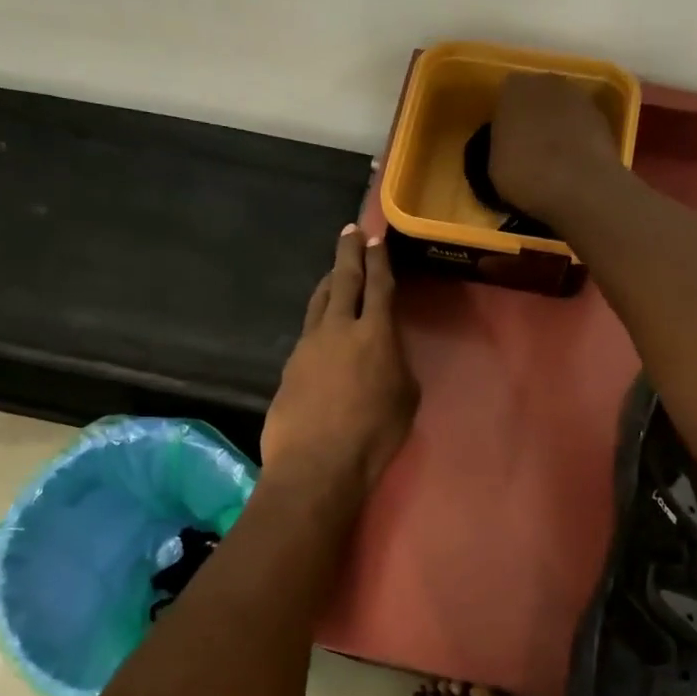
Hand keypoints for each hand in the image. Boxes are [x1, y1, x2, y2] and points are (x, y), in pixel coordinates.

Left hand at [261, 226, 418, 495]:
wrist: (316, 463)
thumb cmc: (373, 435)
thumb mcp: (405, 399)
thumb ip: (397, 366)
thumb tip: (386, 356)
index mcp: (375, 333)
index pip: (378, 285)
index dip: (378, 260)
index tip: (375, 238)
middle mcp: (338, 328)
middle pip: (342, 280)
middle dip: (348, 253)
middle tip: (351, 232)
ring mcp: (309, 345)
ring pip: (319, 301)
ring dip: (329, 282)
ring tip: (335, 273)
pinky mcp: (291, 365)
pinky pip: (308, 331)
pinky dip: (318, 319)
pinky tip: (322, 327)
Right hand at [489, 72, 621, 221]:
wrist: (583, 186)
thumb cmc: (528, 175)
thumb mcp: (494, 168)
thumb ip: (499, 147)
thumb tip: (508, 148)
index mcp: (514, 89)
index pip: (504, 97)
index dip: (504, 121)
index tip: (504, 144)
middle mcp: (547, 82)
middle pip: (535, 98)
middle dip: (532, 119)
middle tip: (527, 150)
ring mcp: (579, 97)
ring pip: (560, 111)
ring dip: (556, 128)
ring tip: (552, 161)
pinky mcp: (603, 118)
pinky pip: (581, 127)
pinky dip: (577, 140)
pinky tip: (572, 166)